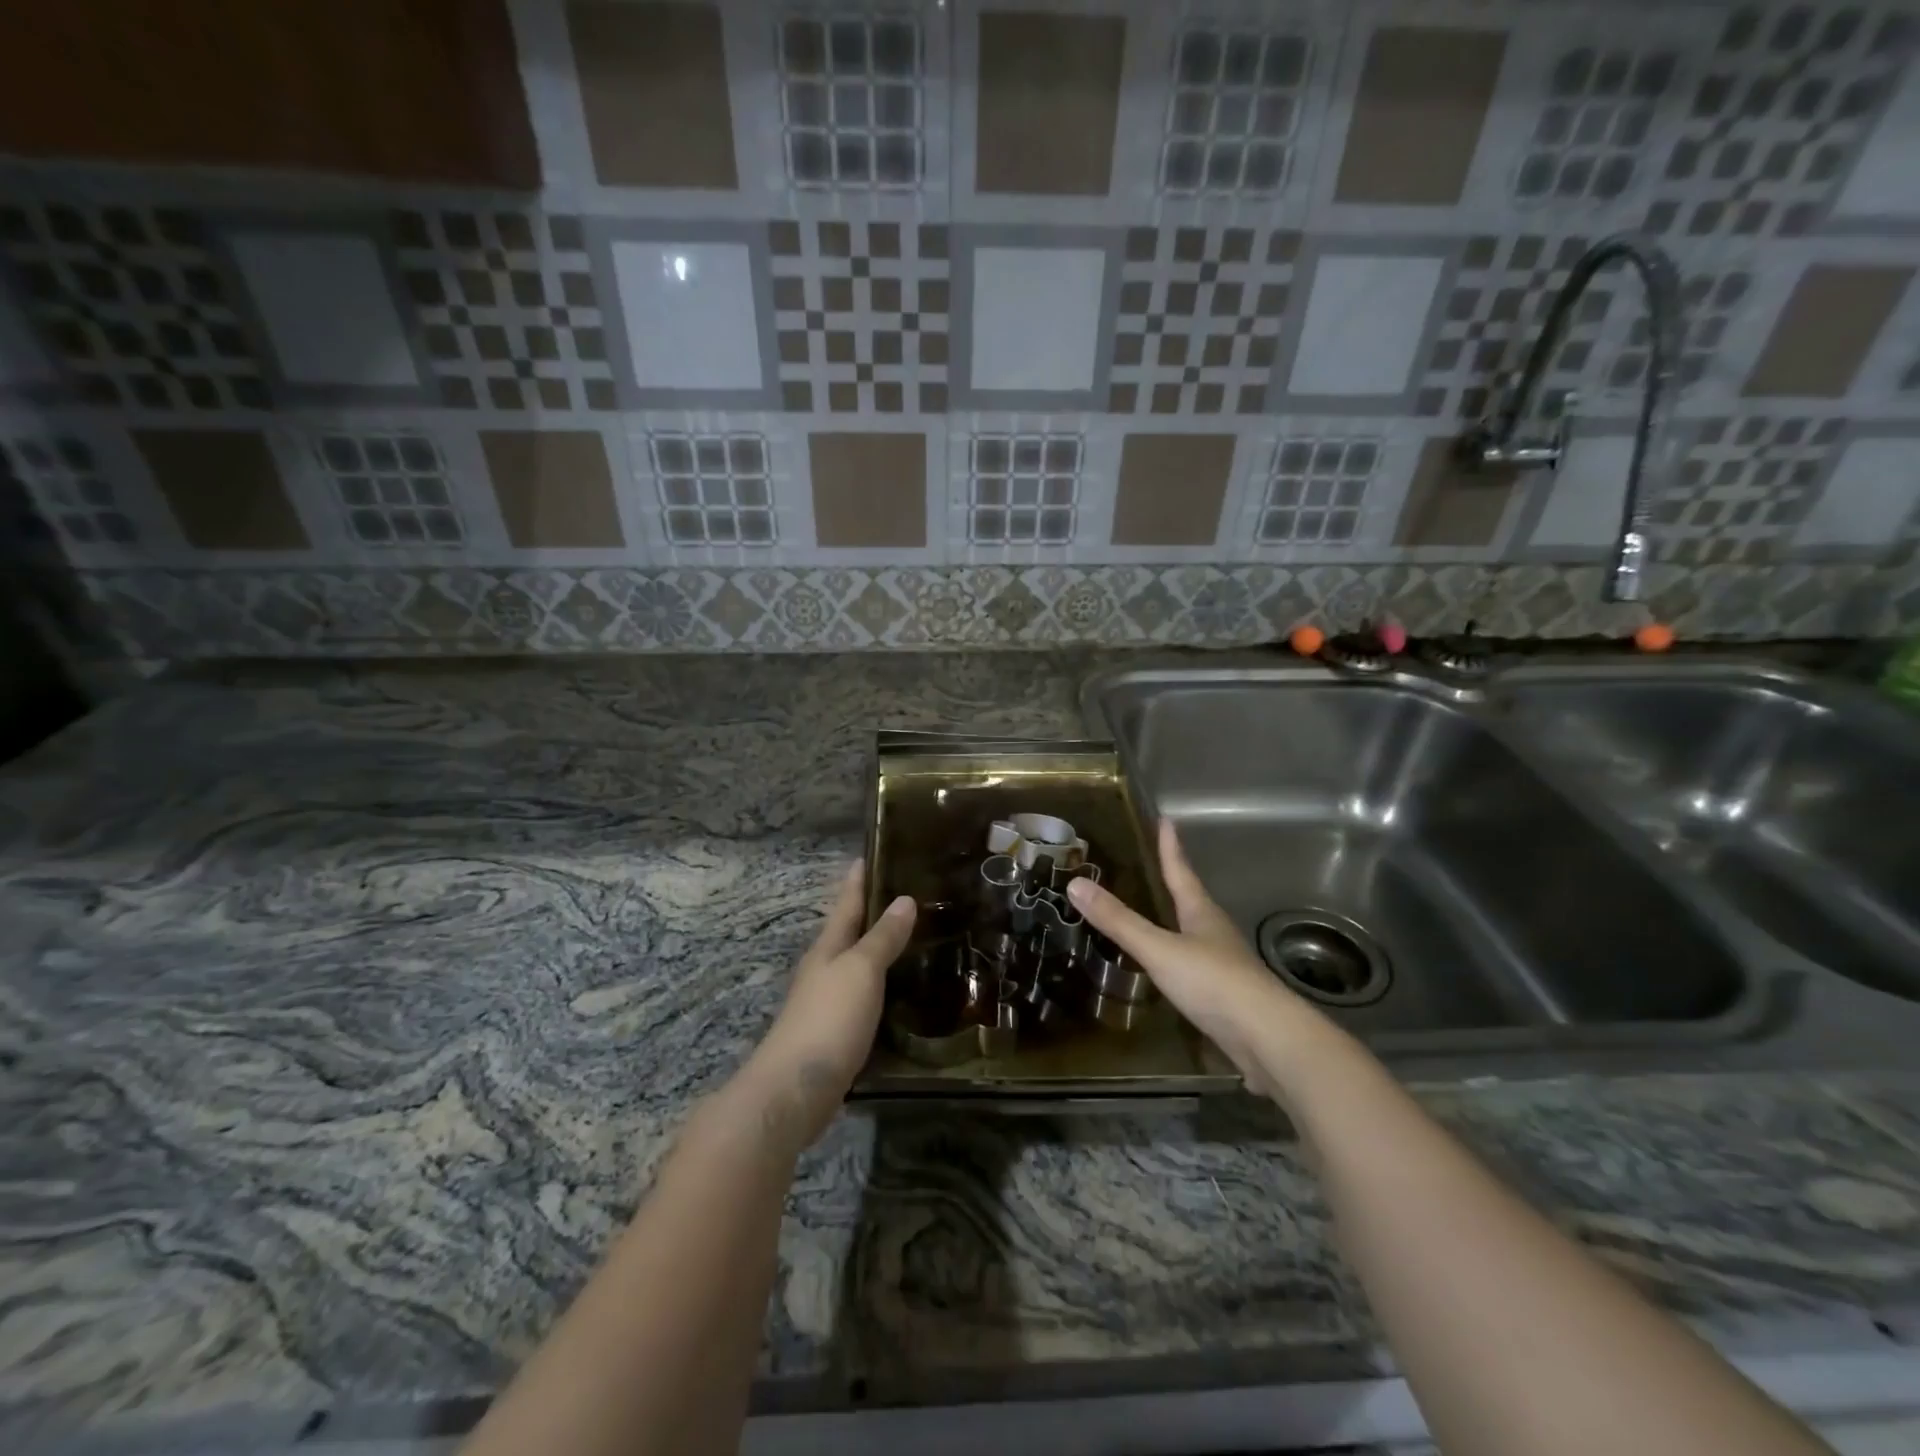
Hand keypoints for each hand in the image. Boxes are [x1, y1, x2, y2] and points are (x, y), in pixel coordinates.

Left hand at [744, 864, 915, 1147]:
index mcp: (828, 948)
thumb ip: (882, 938)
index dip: (858, 880)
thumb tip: (904, 899)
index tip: (869, 854)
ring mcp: (828, 1004)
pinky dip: (882, 987)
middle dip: (872, 913)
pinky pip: (864, 998)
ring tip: (912, 938)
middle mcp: (825, 970)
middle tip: (906, 894)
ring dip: (879, 950)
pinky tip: (900, 991)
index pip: (846, 904)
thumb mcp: (860, 971)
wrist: (795, 1090)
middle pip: (850, 933)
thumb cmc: (828, 1019)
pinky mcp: (837, 1035)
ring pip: (858, 966)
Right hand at [1067, 821, 1319, 1097]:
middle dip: (1173, 881)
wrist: (1267, 1039)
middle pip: (1191, 899)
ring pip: (1193, 933)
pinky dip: (1176, 959)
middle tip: (1153, 865)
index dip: (1170, 847)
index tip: (1166, 820)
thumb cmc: (1213, 982)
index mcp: (1201, 913)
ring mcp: (1222, 965)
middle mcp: (1214, 932)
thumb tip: (1076, 883)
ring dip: (1175, 920)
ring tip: (1153, 913)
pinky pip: (1193, 967)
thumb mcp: (1159, 948)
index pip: (1181, 871)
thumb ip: (1119, 921)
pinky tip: (1165, 969)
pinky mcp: (1224, 996)